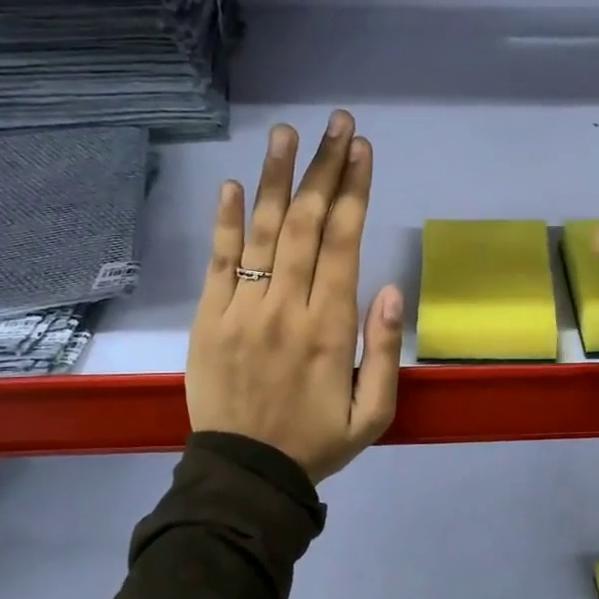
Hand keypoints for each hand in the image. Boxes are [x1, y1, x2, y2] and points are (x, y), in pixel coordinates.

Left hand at [185, 110, 402, 482]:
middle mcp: (287, 307)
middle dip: (325, 169)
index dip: (355, 191)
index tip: (362, 150)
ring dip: (276, 178)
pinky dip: (223, 222)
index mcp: (331, 328)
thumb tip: (390, 290)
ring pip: (262, 232)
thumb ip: (384, 352)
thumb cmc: (317, 442)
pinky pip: (217, 263)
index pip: (345, 243)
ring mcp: (242, 310)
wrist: (245, 475)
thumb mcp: (375, 414)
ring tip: (285, 133)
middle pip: (308, 224)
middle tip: (337, 123)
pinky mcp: (208, 320)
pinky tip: (230, 184)